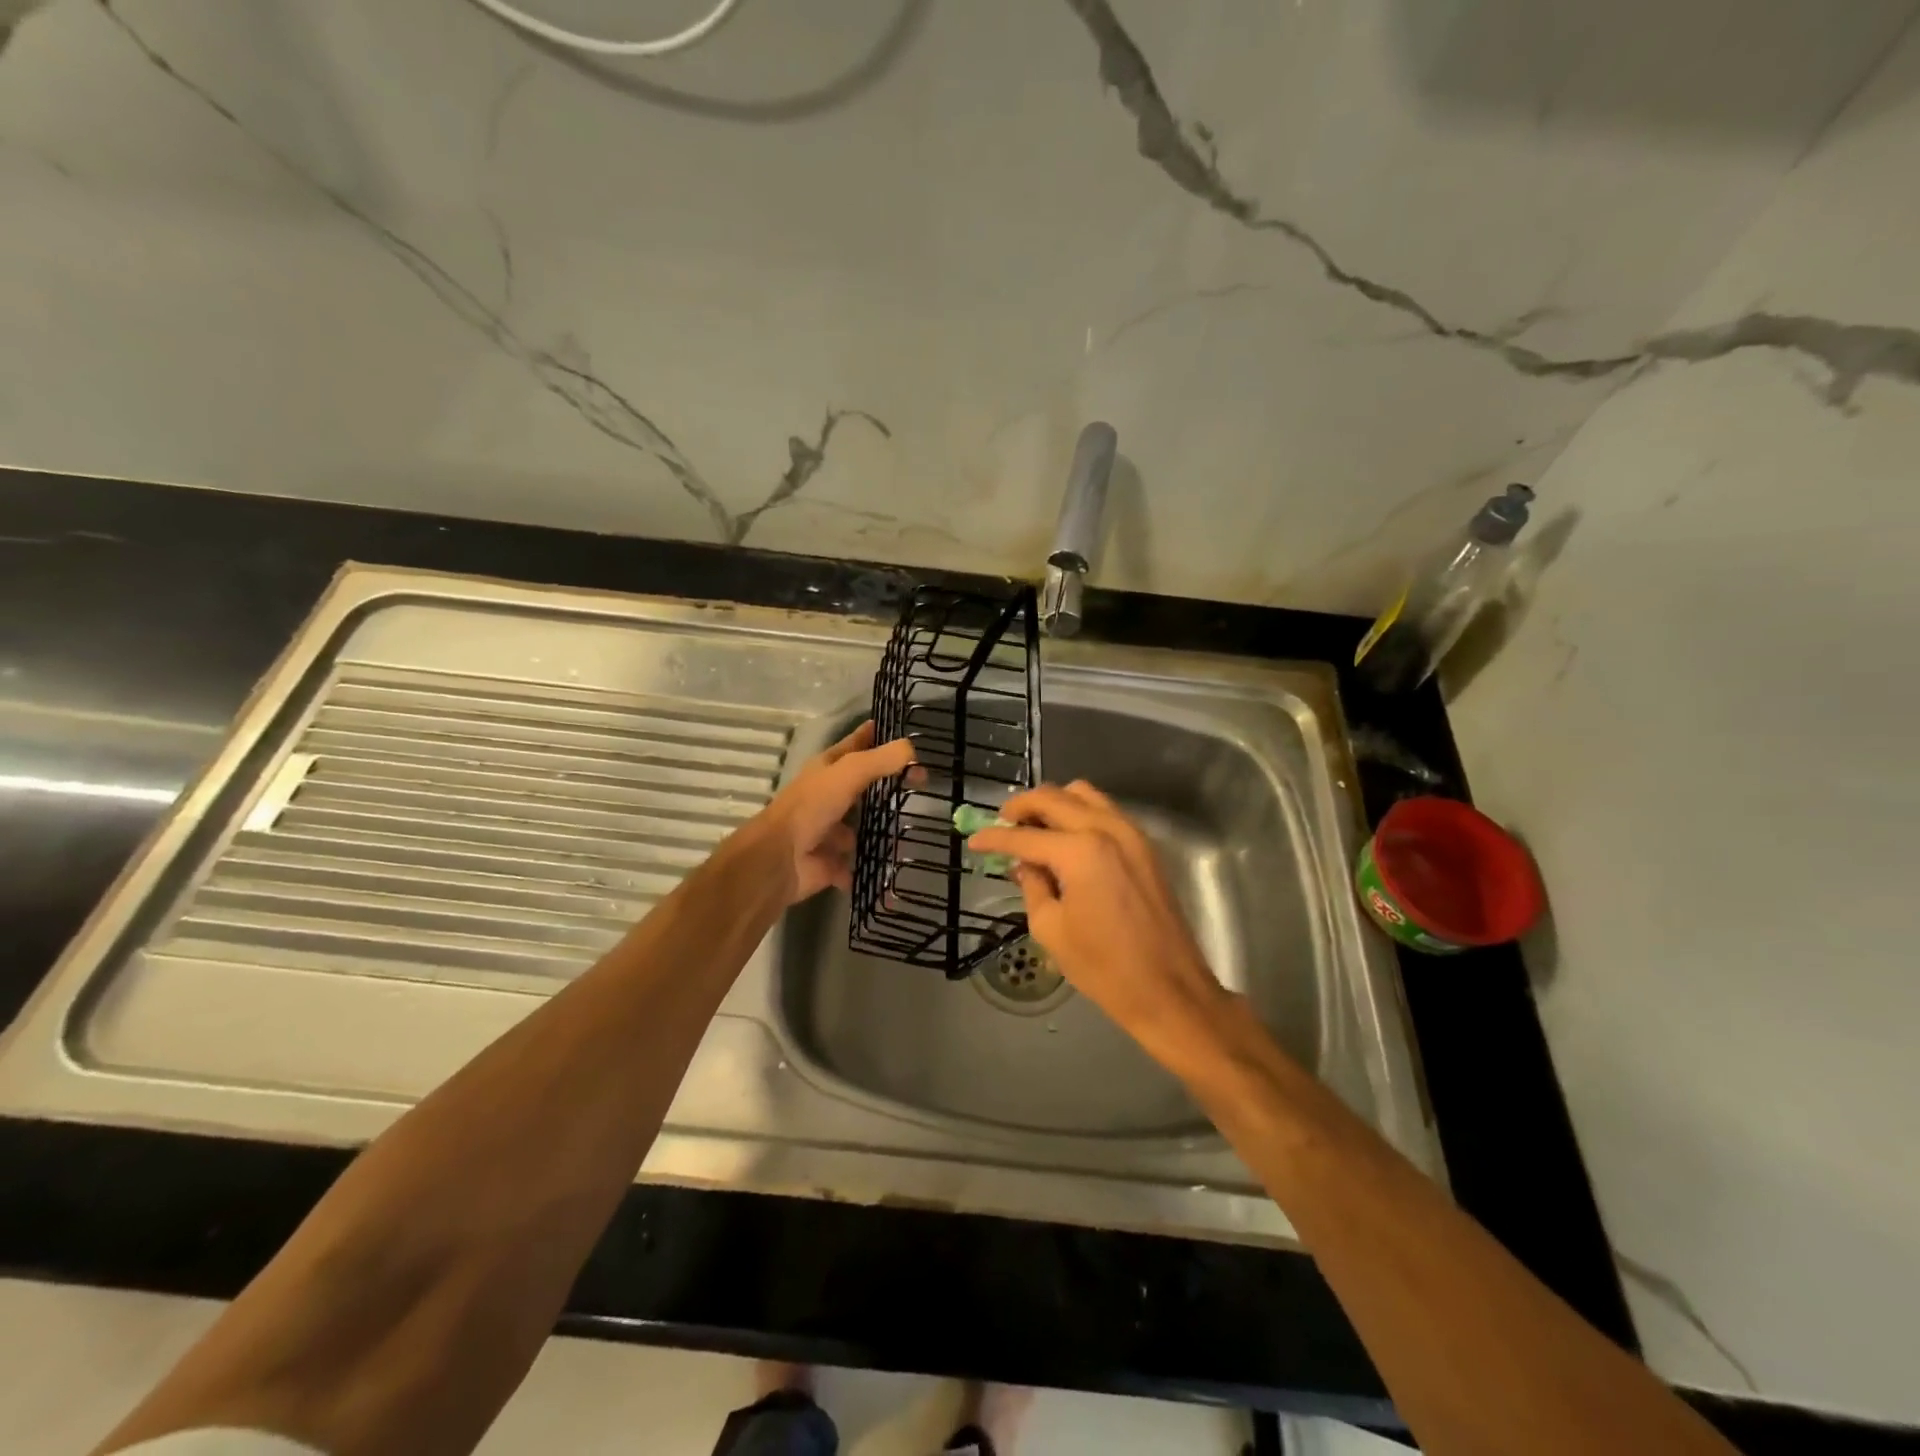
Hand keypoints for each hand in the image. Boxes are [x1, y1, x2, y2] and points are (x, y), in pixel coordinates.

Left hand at [753, 721, 914, 904]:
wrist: (780, 858)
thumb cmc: (813, 806)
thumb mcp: (850, 772)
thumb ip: (882, 759)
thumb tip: (912, 749)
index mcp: (828, 768)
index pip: (856, 744)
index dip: (876, 735)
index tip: (903, 732)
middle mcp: (828, 795)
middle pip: (863, 785)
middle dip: (888, 783)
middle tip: (924, 781)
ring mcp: (830, 830)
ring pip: (862, 825)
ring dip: (883, 827)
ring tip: (917, 824)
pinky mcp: (833, 861)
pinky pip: (859, 862)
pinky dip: (874, 864)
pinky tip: (899, 861)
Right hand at [968, 782, 1230, 1068]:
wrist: (1169, 989)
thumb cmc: (1104, 967)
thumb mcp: (1051, 928)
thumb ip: (1033, 885)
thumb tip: (1025, 864)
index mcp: (1080, 851)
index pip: (1025, 835)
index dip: (995, 838)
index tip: (973, 840)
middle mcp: (1106, 829)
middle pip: (1053, 798)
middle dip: (1022, 807)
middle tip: (1002, 824)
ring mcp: (1131, 833)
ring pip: (1083, 794)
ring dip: (1053, 804)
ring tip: (1034, 828)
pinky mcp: (1144, 845)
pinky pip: (1105, 810)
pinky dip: (1079, 813)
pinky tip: (1065, 839)